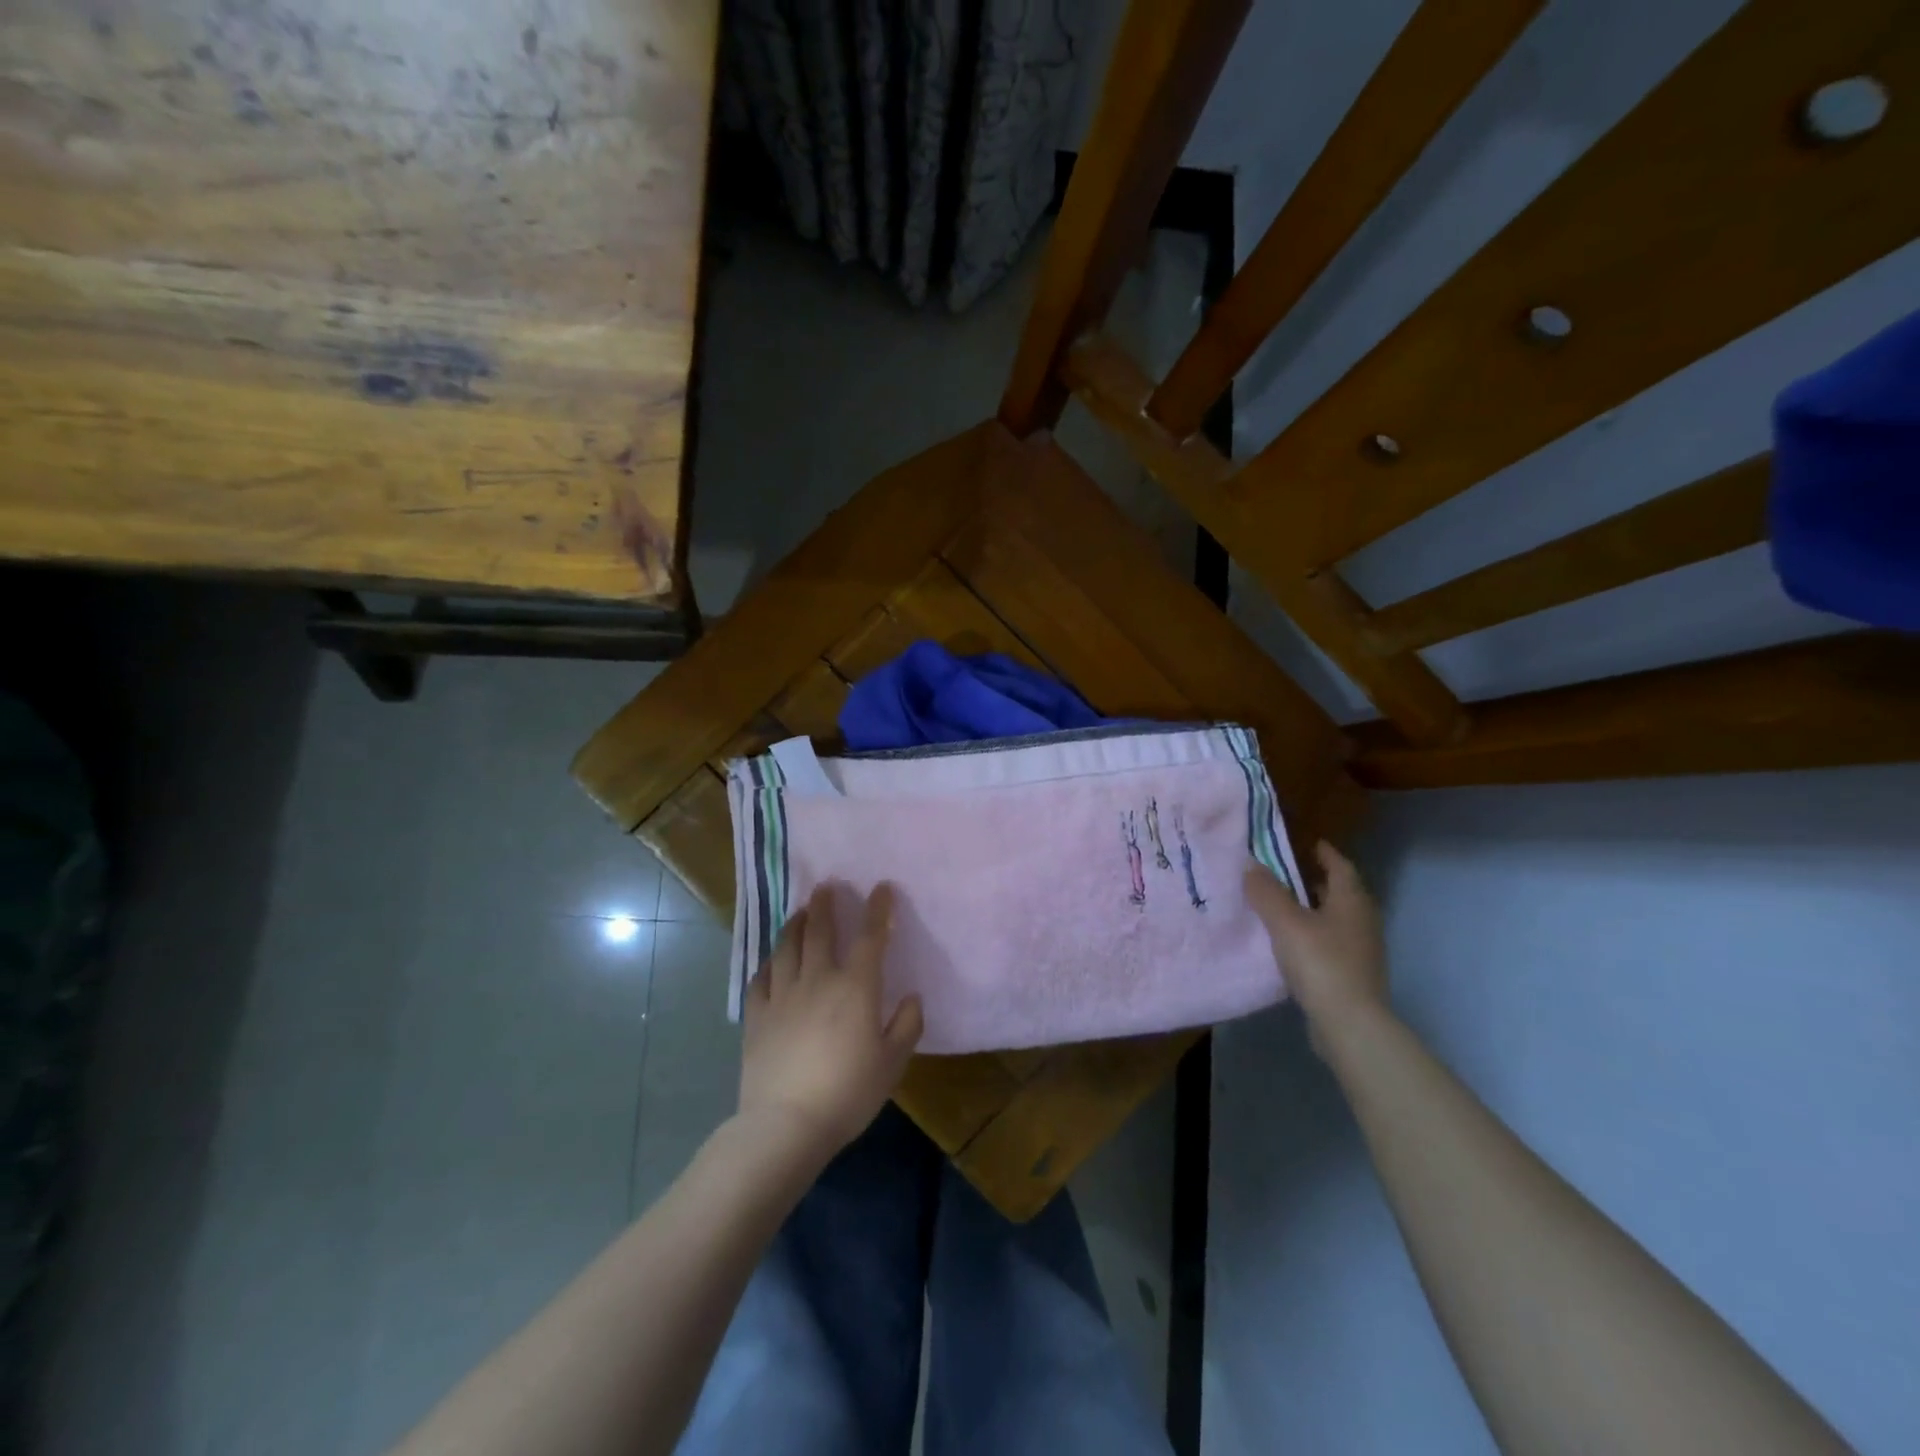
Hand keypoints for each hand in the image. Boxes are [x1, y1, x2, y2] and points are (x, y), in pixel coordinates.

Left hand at [738, 883, 923, 1161]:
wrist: (786, 1123)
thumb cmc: (848, 1093)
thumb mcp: (892, 1063)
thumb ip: (907, 1025)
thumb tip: (911, 997)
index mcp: (855, 987)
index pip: (871, 937)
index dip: (878, 909)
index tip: (882, 888)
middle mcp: (818, 979)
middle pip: (821, 931)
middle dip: (826, 904)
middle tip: (827, 886)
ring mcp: (783, 995)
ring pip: (787, 947)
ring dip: (796, 924)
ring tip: (801, 911)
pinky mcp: (757, 1015)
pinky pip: (761, 978)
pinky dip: (769, 963)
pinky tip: (772, 961)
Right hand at [1245, 842, 1390, 1045]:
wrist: (1350, 1024)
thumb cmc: (1320, 963)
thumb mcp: (1285, 922)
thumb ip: (1265, 892)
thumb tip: (1250, 864)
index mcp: (1352, 901)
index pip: (1340, 866)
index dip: (1324, 853)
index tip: (1308, 844)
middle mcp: (1363, 921)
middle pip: (1341, 893)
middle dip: (1316, 882)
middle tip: (1286, 875)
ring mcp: (1362, 950)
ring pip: (1336, 920)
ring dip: (1314, 910)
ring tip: (1283, 908)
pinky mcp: (1355, 975)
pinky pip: (1332, 943)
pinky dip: (1314, 935)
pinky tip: (1293, 944)